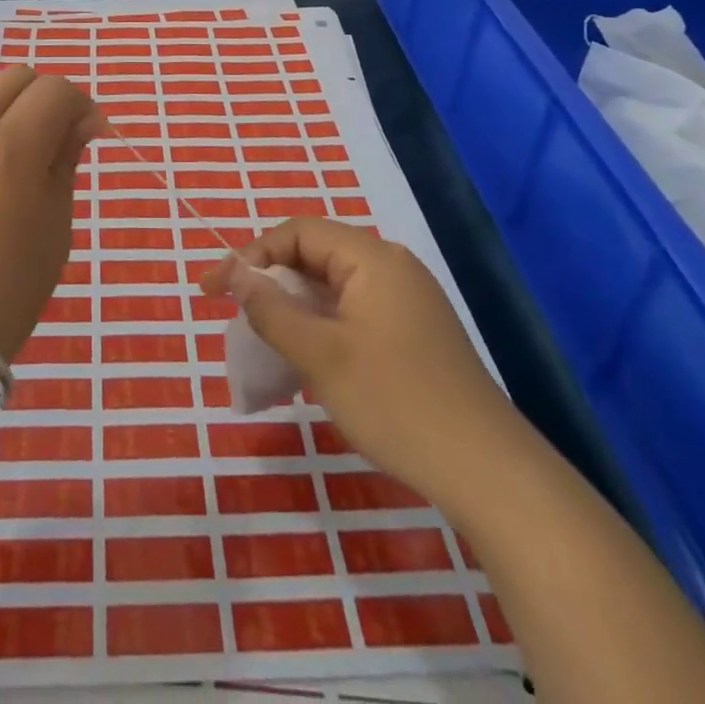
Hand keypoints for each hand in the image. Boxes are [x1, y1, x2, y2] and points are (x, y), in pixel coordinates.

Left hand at [0, 67, 103, 362]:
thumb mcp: (55, 229)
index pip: (55, 90)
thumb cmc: (3, 293)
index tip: (86, 134)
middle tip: (47, 143)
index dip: (79, 105)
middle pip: (12, 79)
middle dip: (40, 100)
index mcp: (11, 146)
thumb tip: (77, 124)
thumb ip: (65, 163)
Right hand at [203, 218, 516, 509]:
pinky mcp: (415, 332)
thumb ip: (271, 309)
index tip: (215, 289)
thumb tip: (235, 273)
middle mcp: (391, 267)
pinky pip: (355, 310)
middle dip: (270, 278)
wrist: (488, 471)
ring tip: (263, 335)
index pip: (298, 233)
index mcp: (372, 257)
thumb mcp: (321, 355)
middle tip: (232, 310)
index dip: (251, 254)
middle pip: (316, 255)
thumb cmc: (396, 402)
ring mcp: (408, 300)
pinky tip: (308, 356)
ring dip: (294, 304)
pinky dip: (322, 323)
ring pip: (334, 286)